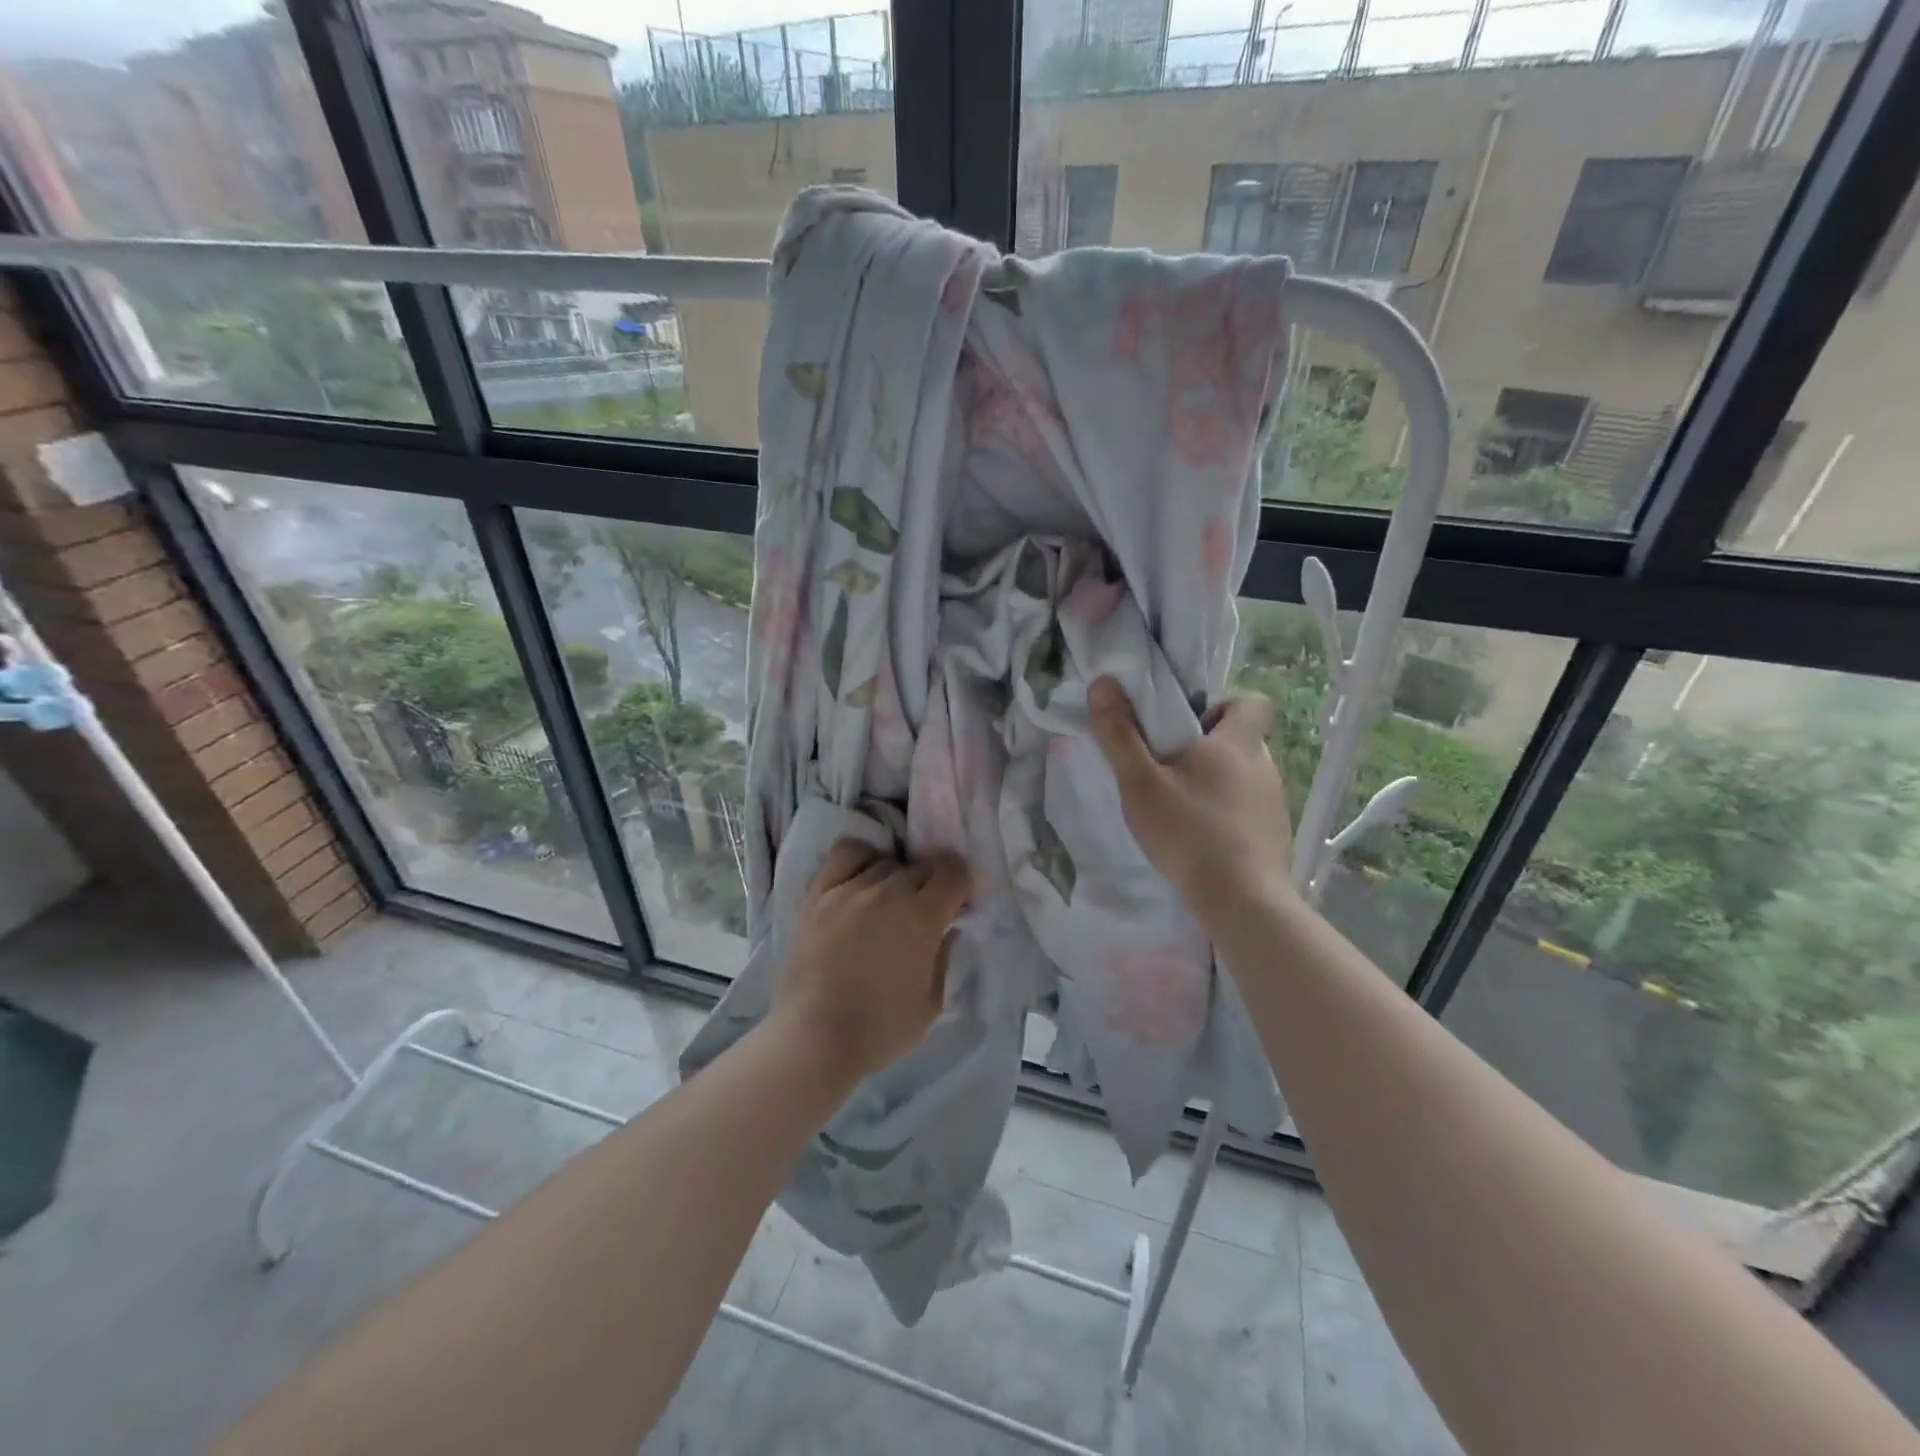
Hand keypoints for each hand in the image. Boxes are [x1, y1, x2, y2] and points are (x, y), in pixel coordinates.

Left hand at [771, 839, 972, 1083]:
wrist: (813, 1039)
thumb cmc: (879, 1029)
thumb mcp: (931, 1003)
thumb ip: (944, 958)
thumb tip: (949, 929)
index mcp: (921, 917)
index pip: (953, 873)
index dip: (962, 885)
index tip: (960, 905)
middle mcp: (887, 892)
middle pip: (922, 866)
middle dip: (934, 883)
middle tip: (928, 910)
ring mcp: (848, 889)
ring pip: (886, 862)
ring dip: (898, 877)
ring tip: (891, 901)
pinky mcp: (817, 894)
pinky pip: (844, 854)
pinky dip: (861, 858)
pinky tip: (862, 879)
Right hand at [1087, 676, 1298, 922]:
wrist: (1241, 901)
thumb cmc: (1188, 832)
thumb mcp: (1141, 782)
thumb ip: (1119, 734)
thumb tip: (1103, 682)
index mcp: (1237, 743)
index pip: (1252, 701)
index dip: (1222, 704)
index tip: (1190, 725)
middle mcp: (1264, 765)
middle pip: (1242, 740)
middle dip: (1208, 747)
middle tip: (1170, 768)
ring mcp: (1275, 802)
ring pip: (1244, 776)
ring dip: (1217, 782)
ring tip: (1181, 808)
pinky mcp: (1275, 835)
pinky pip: (1250, 809)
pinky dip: (1228, 814)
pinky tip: (1202, 839)